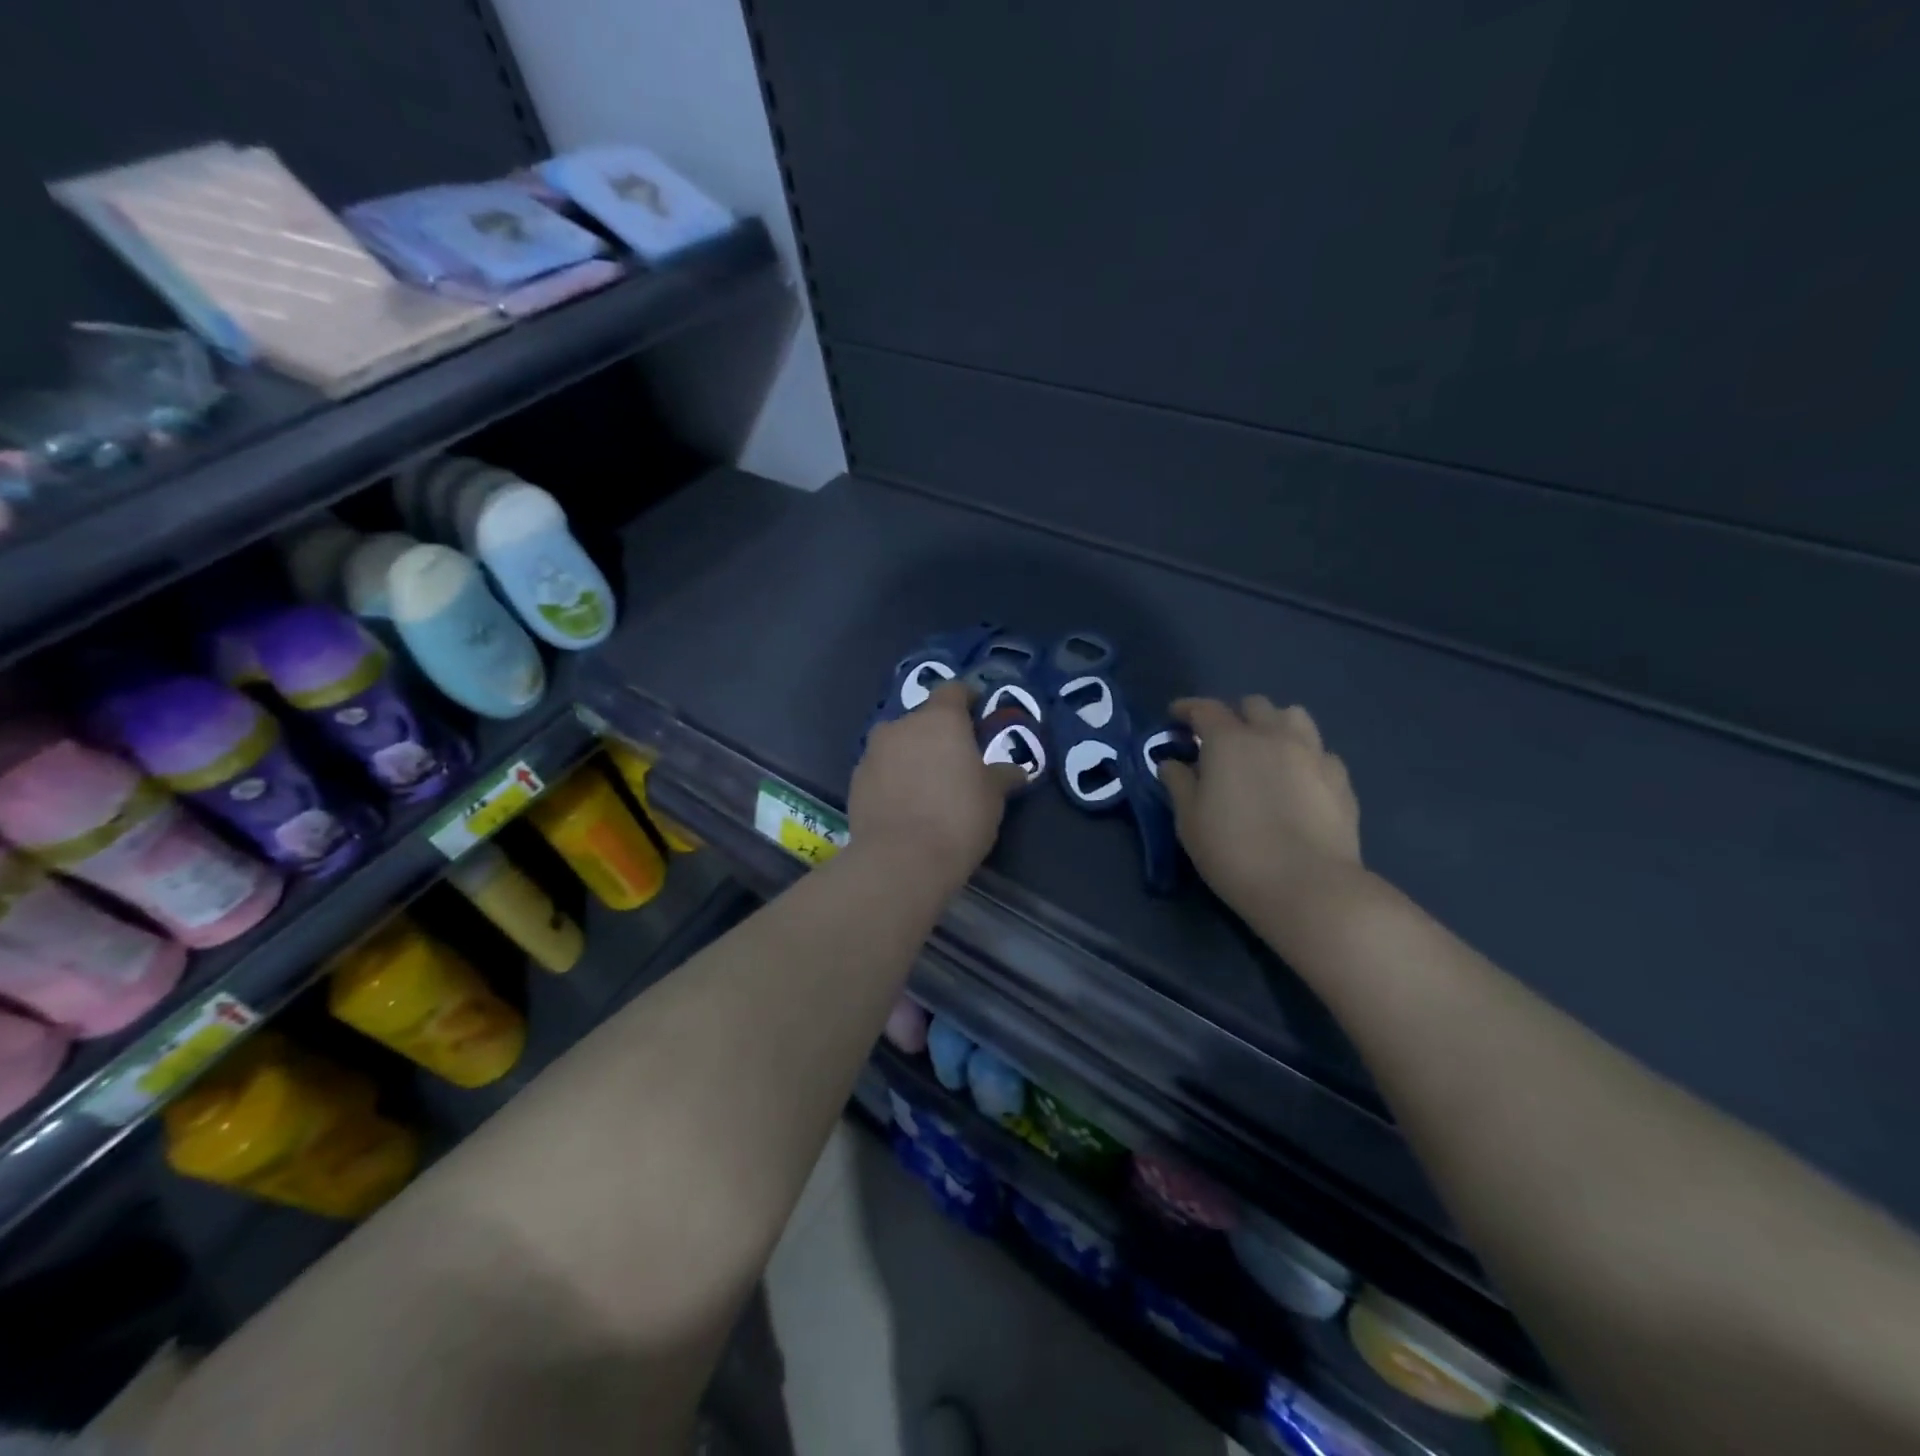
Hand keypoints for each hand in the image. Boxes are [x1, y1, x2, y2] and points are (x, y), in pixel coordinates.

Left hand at [848, 682, 1025, 883]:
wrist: (900, 859)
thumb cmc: (958, 817)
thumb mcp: (993, 797)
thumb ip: (1001, 776)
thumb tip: (1014, 771)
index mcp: (940, 719)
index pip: (953, 690)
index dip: (967, 698)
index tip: (977, 712)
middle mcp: (902, 725)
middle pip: (923, 719)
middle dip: (938, 734)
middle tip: (955, 761)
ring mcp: (873, 752)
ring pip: (898, 744)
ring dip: (912, 756)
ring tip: (928, 785)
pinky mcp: (855, 780)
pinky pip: (881, 770)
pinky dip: (893, 779)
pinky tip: (905, 804)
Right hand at [1160, 696, 1361, 913]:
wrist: (1307, 886)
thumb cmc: (1233, 852)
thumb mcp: (1189, 821)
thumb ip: (1179, 784)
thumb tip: (1172, 763)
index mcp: (1229, 741)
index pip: (1204, 709)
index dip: (1187, 709)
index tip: (1175, 717)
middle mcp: (1273, 735)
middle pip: (1253, 705)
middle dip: (1234, 715)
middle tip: (1221, 742)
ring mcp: (1313, 753)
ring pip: (1294, 717)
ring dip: (1274, 725)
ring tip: (1265, 751)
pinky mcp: (1340, 778)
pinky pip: (1319, 751)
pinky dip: (1303, 756)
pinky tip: (1298, 781)